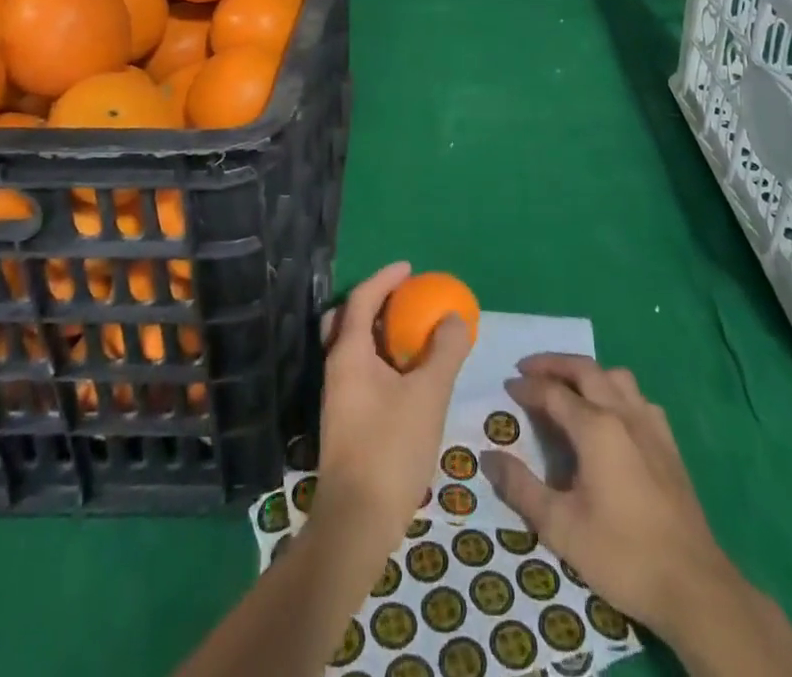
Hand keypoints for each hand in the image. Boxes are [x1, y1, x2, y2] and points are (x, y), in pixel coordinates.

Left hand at [317, 262, 471, 549]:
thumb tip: (454, 317)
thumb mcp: (428, 395)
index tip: (410, 269)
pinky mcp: (345, 420)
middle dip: (373, 302)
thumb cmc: (391, 449)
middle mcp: (336, 368)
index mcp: (349, 353)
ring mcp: (337, 396)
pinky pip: (360, 370)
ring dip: (378, 332)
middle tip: (403, 299)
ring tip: (412, 334)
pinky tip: (406, 376)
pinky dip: (380, 358)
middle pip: (346, 319)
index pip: (362, 299)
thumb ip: (444, 351)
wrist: (356, 523)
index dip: (385, 278)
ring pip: (352, 347)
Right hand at [481, 354, 732, 635]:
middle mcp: (623, 413)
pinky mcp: (668, 442)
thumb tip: (489, 457)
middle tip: (528, 369)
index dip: (527, 387)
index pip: (553, 392)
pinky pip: (637, 398)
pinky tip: (610, 416)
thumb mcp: (561, 527)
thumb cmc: (622, 554)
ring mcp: (650, 424)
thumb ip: (521, 488)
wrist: (693, 585)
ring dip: (587, 372)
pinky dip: (615, 392)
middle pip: (585, 369)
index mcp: (596, 427)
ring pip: (615, 376)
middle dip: (553, 364)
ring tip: (567, 387)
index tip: (506, 387)